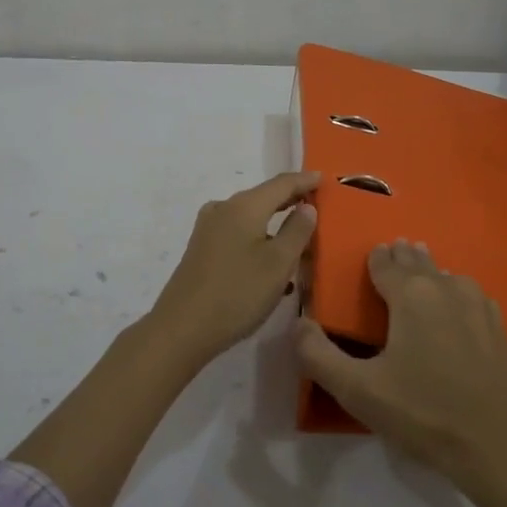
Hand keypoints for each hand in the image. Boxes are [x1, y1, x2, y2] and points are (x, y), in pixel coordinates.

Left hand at [147, 171, 319, 366]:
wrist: (182, 328)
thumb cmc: (238, 293)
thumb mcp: (279, 263)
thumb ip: (297, 231)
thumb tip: (307, 207)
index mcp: (244, 206)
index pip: (281, 183)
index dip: (304, 180)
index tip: (324, 178)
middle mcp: (223, 209)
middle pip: (264, 198)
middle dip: (290, 201)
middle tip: (316, 204)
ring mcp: (208, 229)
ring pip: (250, 218)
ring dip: (275, 225)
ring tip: (299, 238)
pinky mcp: (202, 249)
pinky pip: (238, 234)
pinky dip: (259, 240)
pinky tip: (271, 265)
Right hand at [295, 240, 506, 506]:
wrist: (504, 446)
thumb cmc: (425, 413)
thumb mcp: (359, 391)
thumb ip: (318, 355)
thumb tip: (298, 324)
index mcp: (411, 293)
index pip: (385, 262)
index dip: (374, 259)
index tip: (369, 256)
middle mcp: (446, 287)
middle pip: (418, 261)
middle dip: (403, 257)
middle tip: (393, 252)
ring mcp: (479, 305)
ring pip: (447, 277)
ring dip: (430, 273)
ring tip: (421, 276)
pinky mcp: (501, 328)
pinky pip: (470, 296)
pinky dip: (456, 294)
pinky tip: (457, 309)